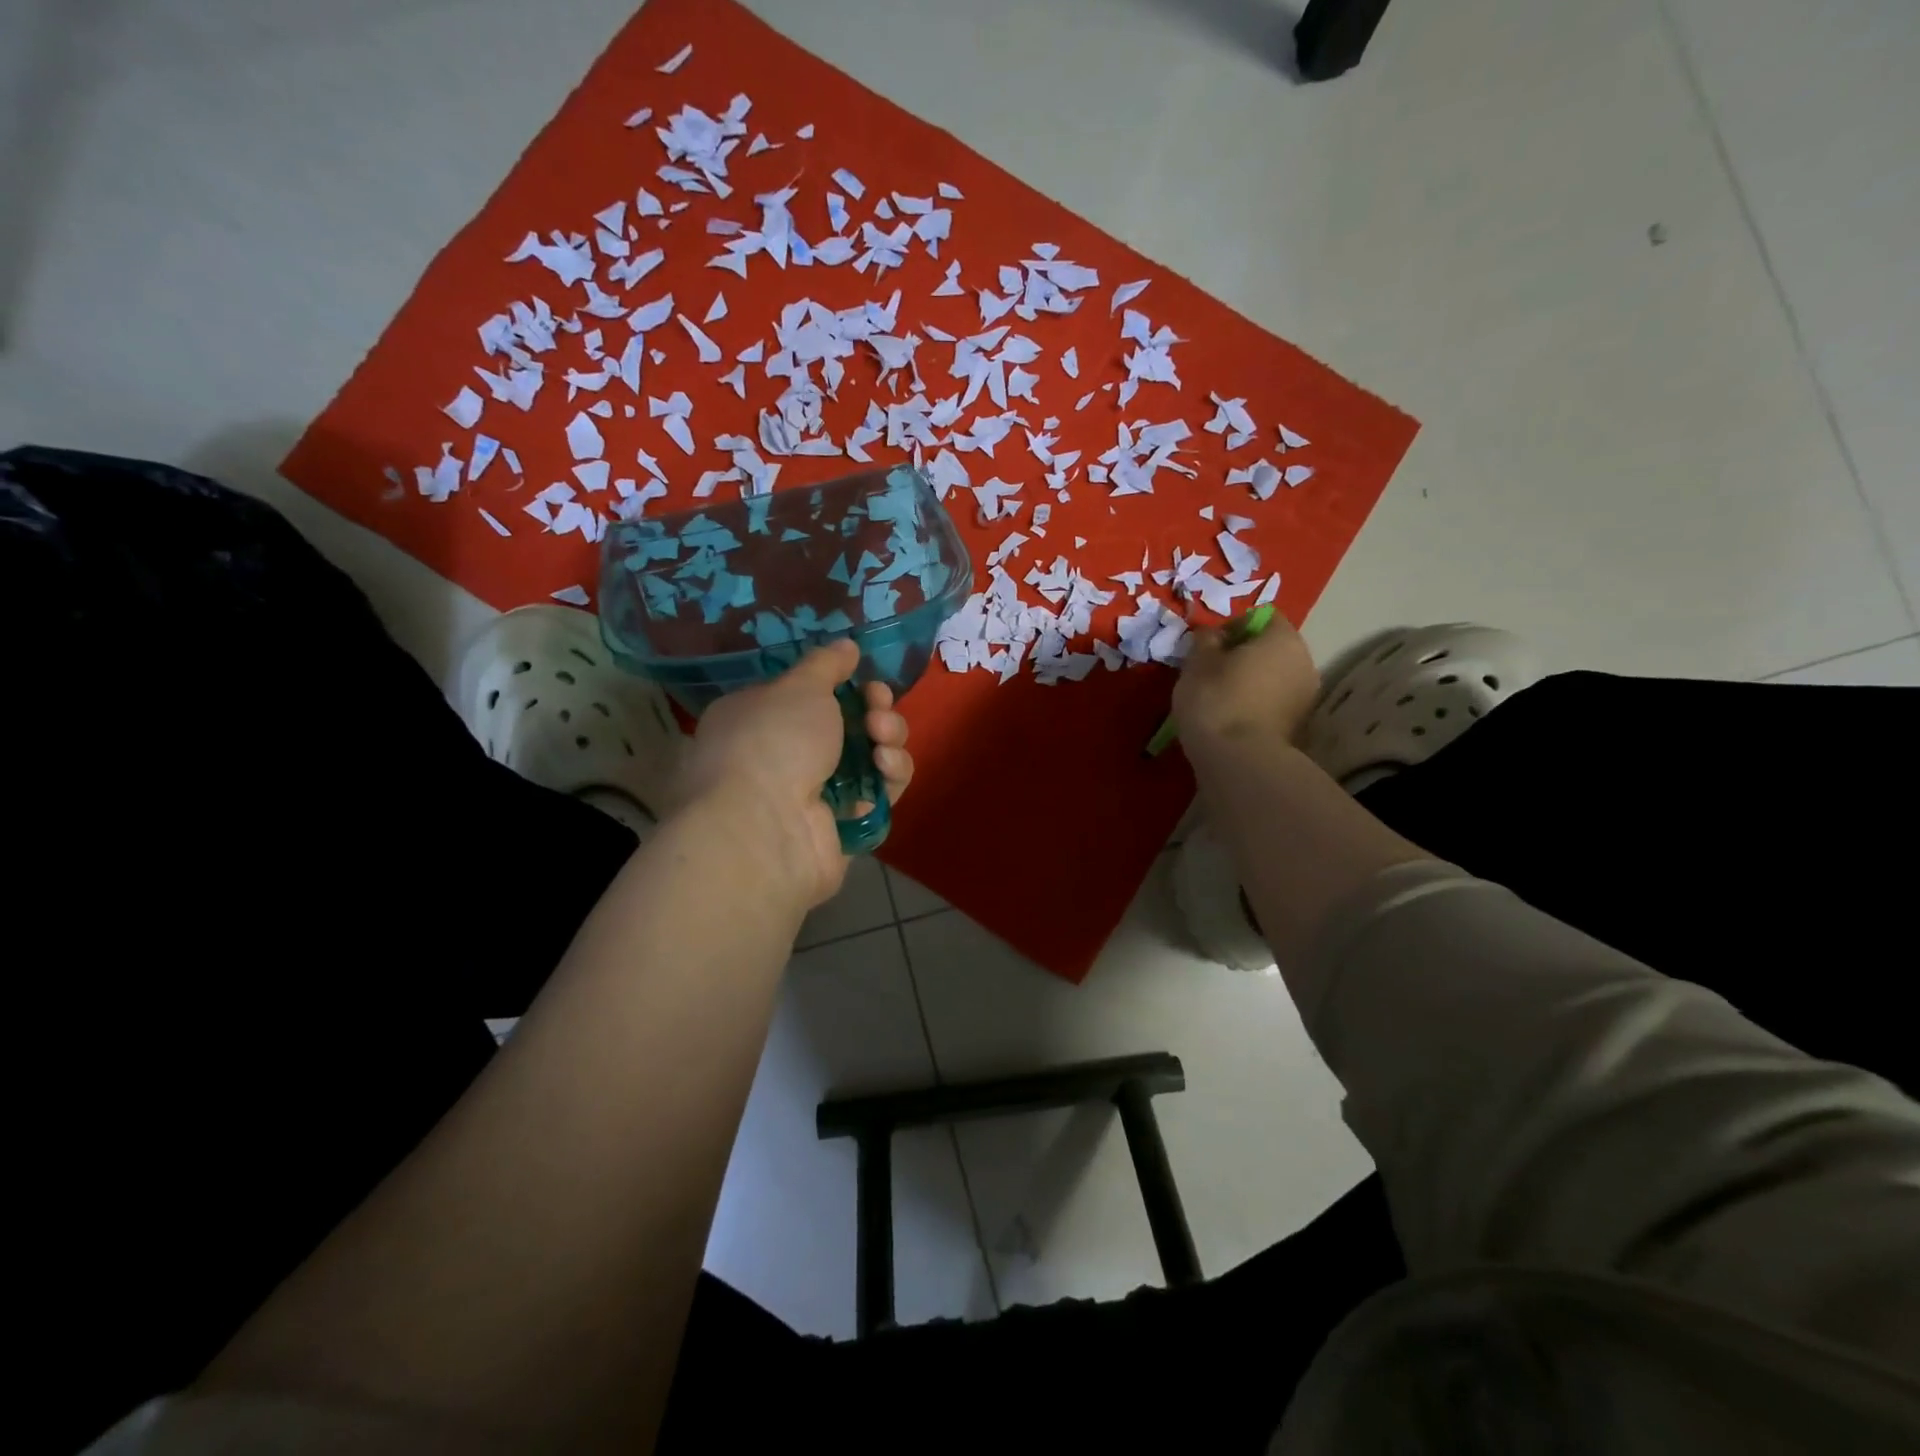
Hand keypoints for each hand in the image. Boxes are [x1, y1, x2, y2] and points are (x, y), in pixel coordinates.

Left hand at [674, 640, 913, 908]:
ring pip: (870, 758)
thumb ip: (826, 664)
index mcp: (760, 720)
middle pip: (848, 726)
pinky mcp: (845, 827)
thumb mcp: (798, 687)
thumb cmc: (772, 743)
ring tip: (881, 738)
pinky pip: (880, 794)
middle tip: (877, 709)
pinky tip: (885, 767)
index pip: (810, 698)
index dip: (843, 685)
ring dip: (887, 739)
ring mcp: (816, 796)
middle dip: (874, 711)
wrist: (766, 829)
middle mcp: (785, 758)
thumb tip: (845, 646)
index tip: (863, 678)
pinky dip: (890, 776)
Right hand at [1172, 613, 1320, 762]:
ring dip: (1252, 680)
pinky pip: (1274, 701)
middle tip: (1213, 671)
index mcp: (1284, 639)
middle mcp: (1305, 662)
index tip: (1211, 646)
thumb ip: (1206, 640)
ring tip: (1221, 697)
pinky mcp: (1299, 725)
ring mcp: (1306, 696)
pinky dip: (1257, 703)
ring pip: (1275, 676)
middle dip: (1245, 655)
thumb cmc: (1216, 699)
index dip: (1235, 626)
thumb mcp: (1198, 662)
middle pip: (1273, 648)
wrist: (1238, 760)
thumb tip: (1213, 634)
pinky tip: (1233, 716)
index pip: (1264, 617)